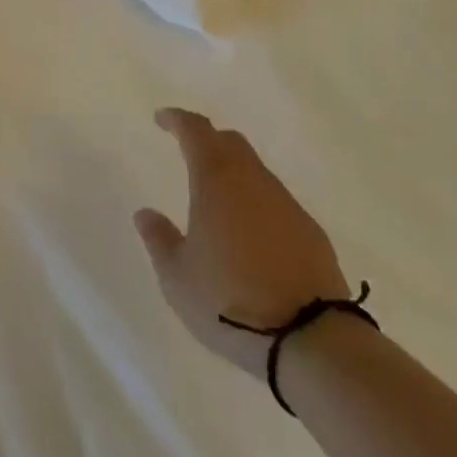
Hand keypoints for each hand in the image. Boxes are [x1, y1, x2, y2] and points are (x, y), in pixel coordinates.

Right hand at [135, 108, 350, 382]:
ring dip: (234, 173)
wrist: (310, 337)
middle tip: (190, 152)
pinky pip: (276, 202)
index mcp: (216, 180)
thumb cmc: (229, 301)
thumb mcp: (178, 278)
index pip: (195, 130)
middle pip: (230, 142)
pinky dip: (257, 204)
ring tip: (218, 202)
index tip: (162, 119)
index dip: (177, 119)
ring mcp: (286, 203)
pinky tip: (251, 235)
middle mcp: (253, 180)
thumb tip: (145, 213)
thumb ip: (159, 240)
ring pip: (255, 171)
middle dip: (208, 140)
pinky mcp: (310, 230)